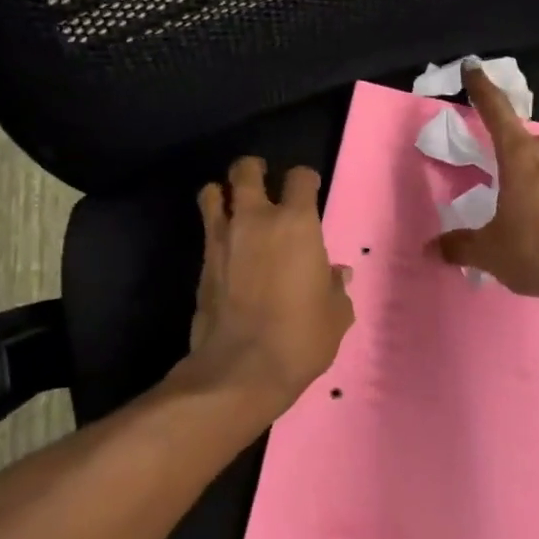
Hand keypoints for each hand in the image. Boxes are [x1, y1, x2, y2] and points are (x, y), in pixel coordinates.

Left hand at [184, 157, 354, 412]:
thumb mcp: (335, 314)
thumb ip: (335, 287)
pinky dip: (214, 227)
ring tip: (232, 204)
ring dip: (223, 192)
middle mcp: (256, 220)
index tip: (308, 189)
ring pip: (212, 192)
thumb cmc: (301, 337)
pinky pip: (206, 229)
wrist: (241, 368)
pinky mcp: (202, 262)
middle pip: (246, 170)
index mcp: (296, 223)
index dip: (305, 179)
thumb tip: (336, 274)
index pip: (300, 178)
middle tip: (262, 179)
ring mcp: (222, 238)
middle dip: (254, 169)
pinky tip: (226, 245)